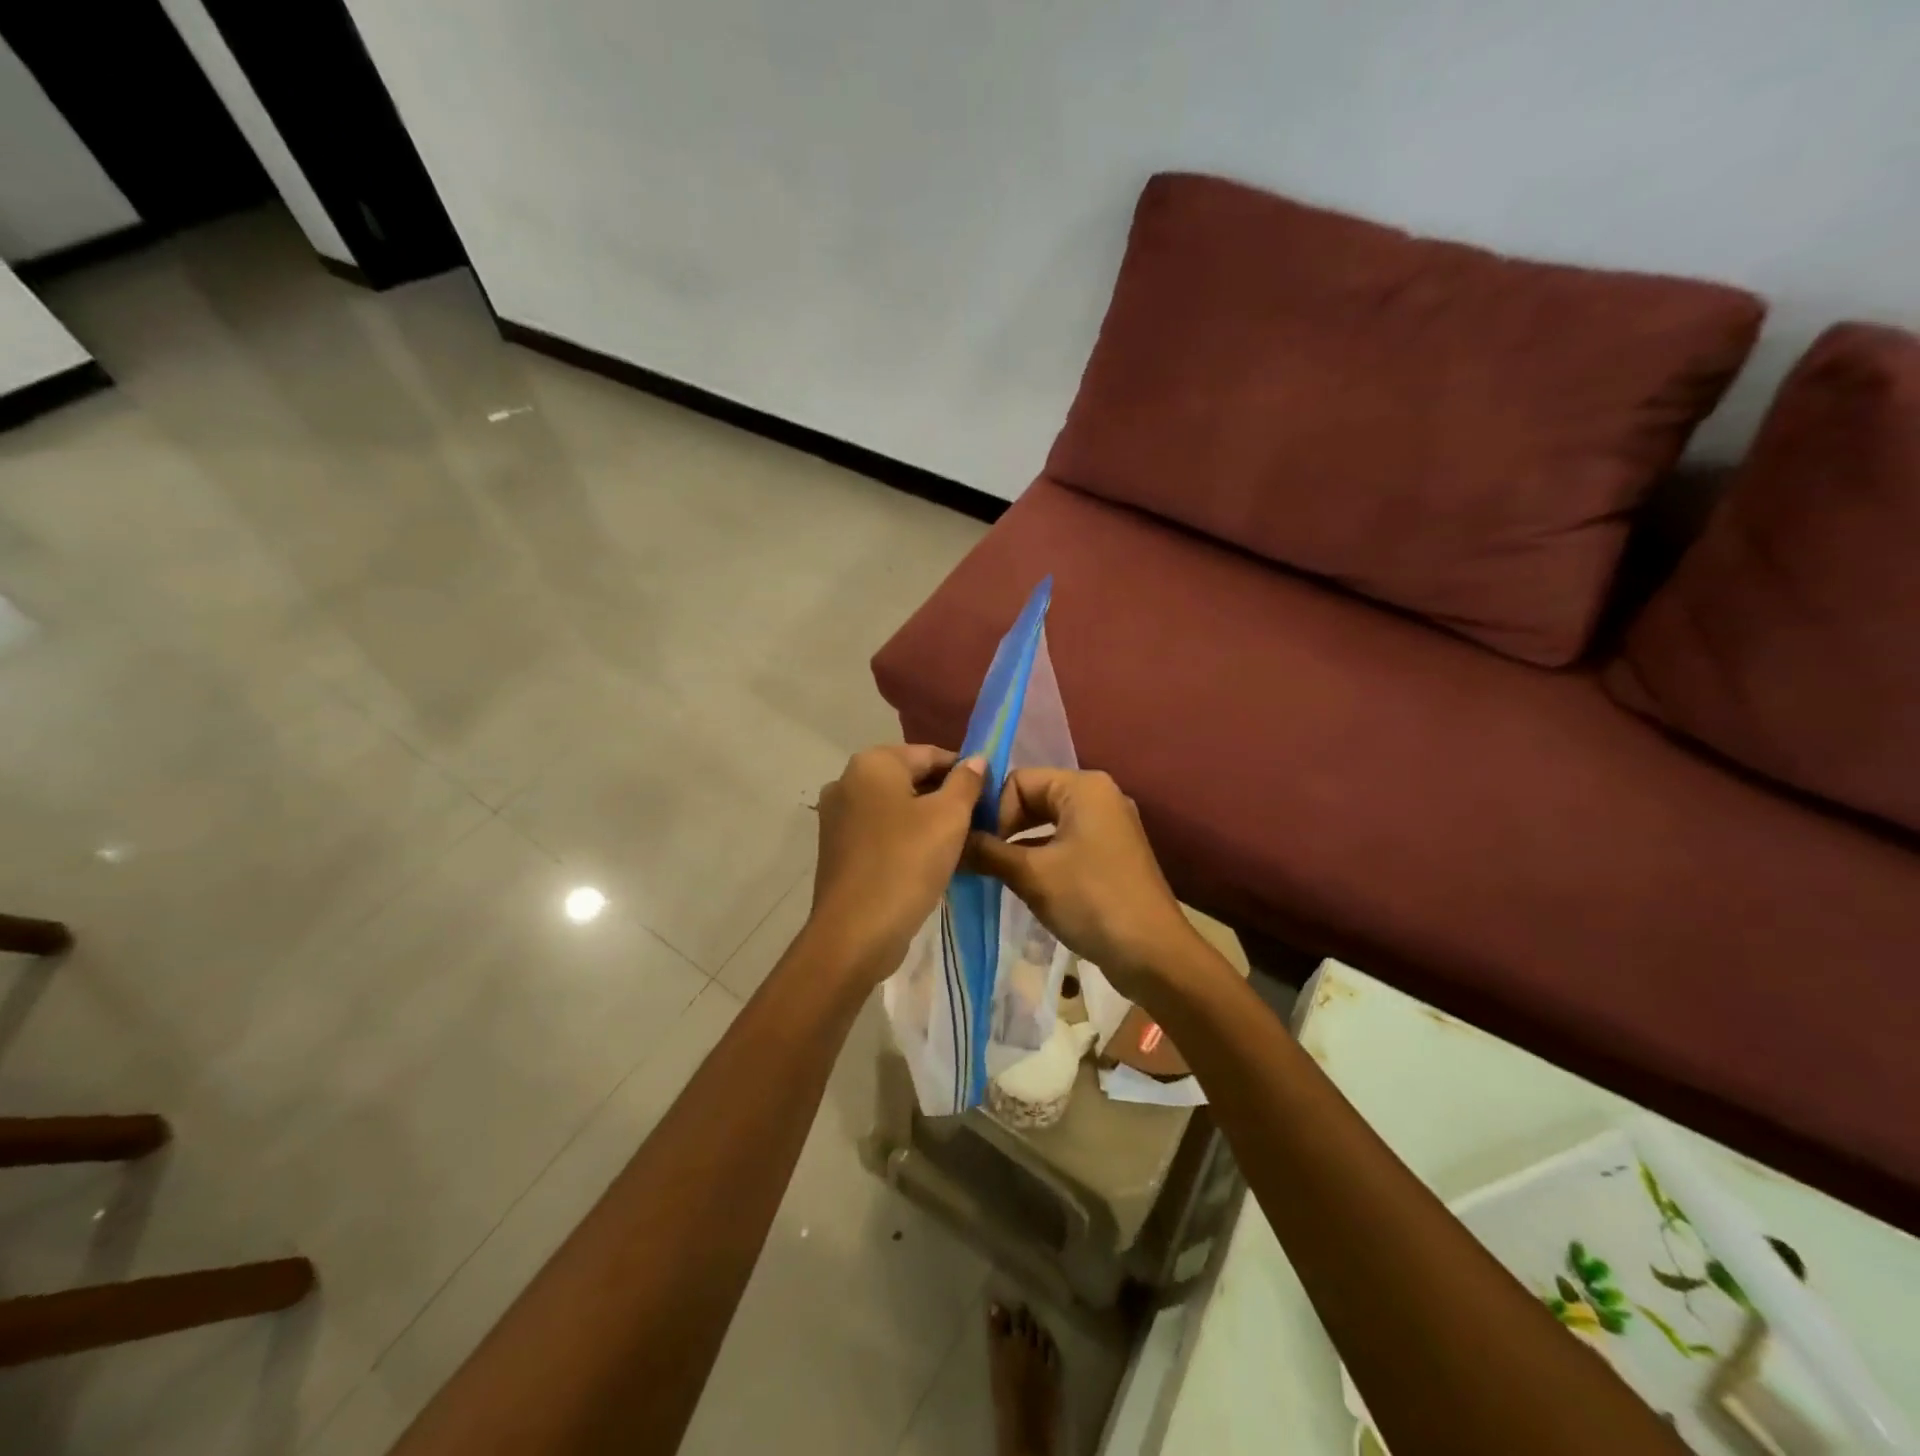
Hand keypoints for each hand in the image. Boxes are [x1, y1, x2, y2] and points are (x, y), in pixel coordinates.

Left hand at [809, 745, 985, 982]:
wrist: (855, 933)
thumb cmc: (907, 864)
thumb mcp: (949, 818)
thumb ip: (966, 782)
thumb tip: (976, 760)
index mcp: (873, 763)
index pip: (931, 754)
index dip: (965, 772)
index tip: (990, 798)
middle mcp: (847, 780)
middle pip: (911, 778)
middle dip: (945, 796)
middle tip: (978, 823)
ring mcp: (837, 815)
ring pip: (896, 806)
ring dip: (927, 819)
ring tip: (958, 845)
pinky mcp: (836, 846)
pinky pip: (880, 830)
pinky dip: (905, 837)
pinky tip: (928, 860)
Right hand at [963, 769, 1202, 1002]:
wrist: (1154, 955)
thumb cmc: (1092, 901)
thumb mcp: (1032, 875)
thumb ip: (987, 852)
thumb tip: (950, 843)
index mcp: (1084, 787)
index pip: (1018, 781)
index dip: (994, 812)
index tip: (980, 848)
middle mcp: (1099, 796)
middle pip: (1033, 798)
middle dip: (1004, 827)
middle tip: (980, 860)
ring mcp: (1108, 826)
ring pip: (1047, 823)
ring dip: (1019, 845)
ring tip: (994, 873)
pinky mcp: (1110, 855)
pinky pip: (1065, 843)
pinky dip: (1040, 857)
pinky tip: (1022, 883)